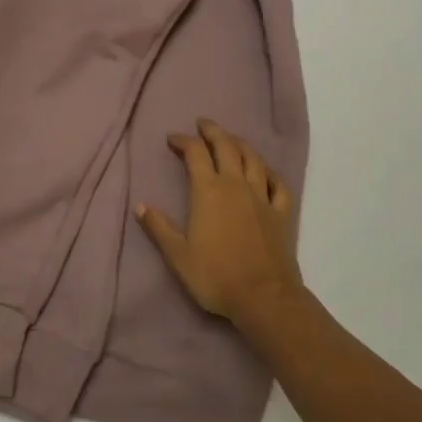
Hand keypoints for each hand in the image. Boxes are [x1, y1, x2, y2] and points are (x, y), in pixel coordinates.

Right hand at [137, 119, 301, 322]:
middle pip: (226, 147)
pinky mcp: (282, 214)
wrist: (265, 298)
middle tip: (202, 124)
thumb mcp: (178, 255)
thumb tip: (140, 206)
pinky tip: (264, 171)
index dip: (183, 141)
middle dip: (212, 131)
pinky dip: (269, 172)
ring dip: (240, 144)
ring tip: (230, 139)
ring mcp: (262, 197)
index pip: (195, 154)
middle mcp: (236, 186)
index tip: (172, 138)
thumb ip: (159, 227)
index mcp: (208, 191)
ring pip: (253, 159)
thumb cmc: (216, 276)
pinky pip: (278, 184)